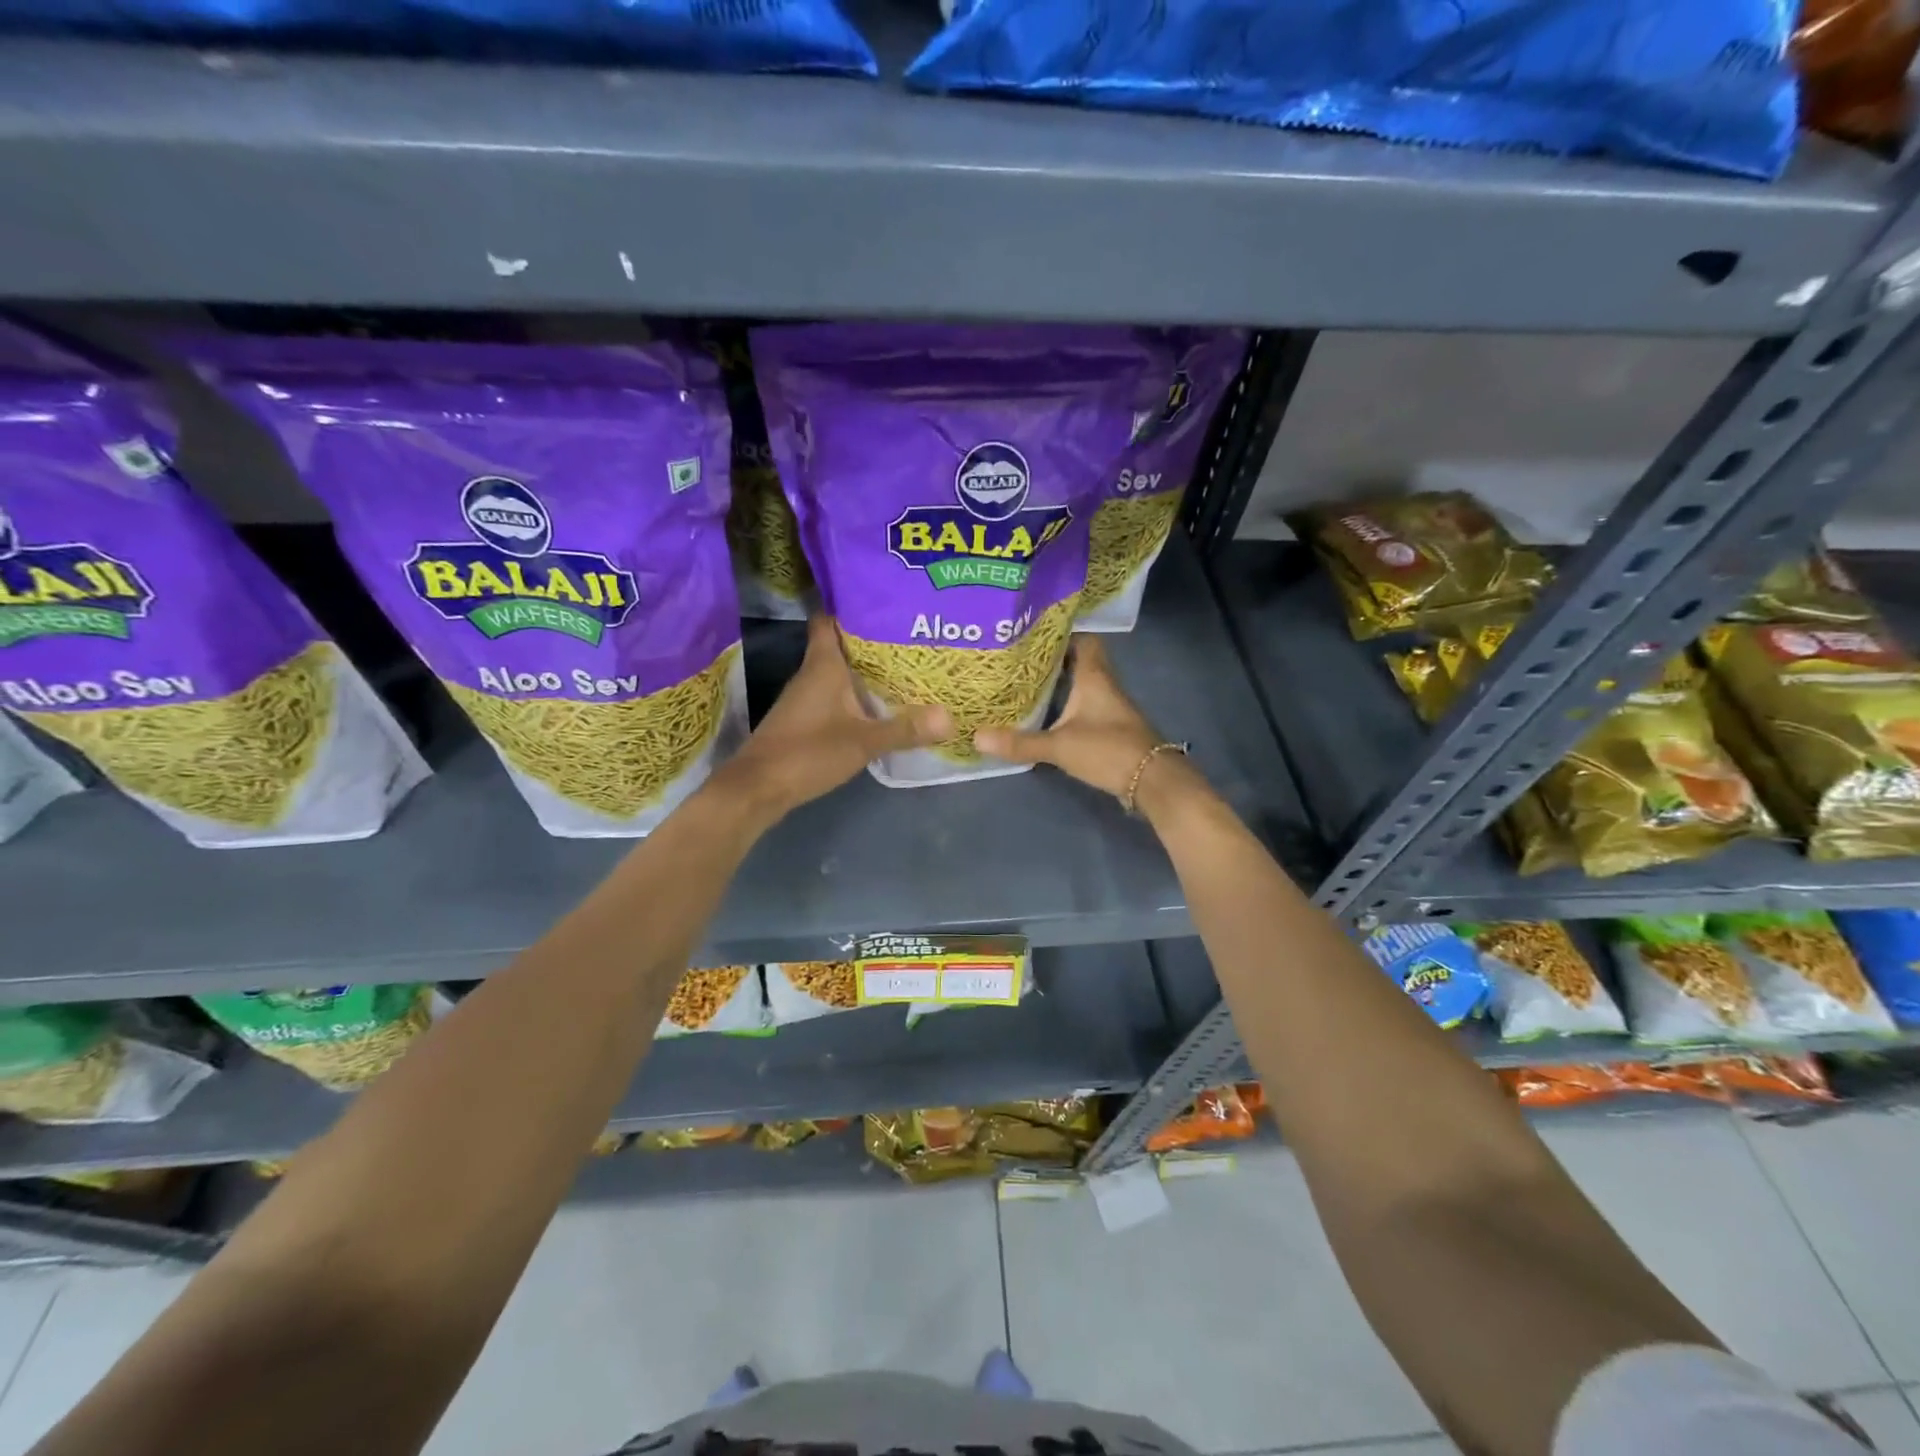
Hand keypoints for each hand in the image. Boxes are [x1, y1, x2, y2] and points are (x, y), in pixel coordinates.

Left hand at [723, 616, 951, 819]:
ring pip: (839, 672)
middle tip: (912, 637)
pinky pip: (836, 696)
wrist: (758, 788)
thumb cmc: (807, 753)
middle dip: (872, 640)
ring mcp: (806, 697)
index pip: (829, 619)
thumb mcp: (863, 742)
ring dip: (866, 670)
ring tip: (906, 667)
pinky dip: (856, 695)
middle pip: (841, 645)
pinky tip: (880, 704)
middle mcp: (811, 674)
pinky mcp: (805, 719)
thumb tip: (949, 717)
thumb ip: (904, 729)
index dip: (851, 606)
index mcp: (822, 665)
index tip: (883, 602)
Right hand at [973, 635, 1183, 802]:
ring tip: (1026, 683)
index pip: (1082, 639)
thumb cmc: (1108, 750)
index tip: (1032, 633)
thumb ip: (1019, 742)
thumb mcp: (1059, 746)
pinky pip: (1086, 705)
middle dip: (1053, 659)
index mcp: (1094, 676)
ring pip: (1083, 684)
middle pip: (1080, 660)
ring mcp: (1110, 707)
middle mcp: (1104, 684)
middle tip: (1020, 659)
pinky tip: (1048, 714)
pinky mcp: (1111, 727)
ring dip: (1060, 682)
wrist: (1152, 780)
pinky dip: (1068, 705)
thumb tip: (976, 737)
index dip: (1061, 633)